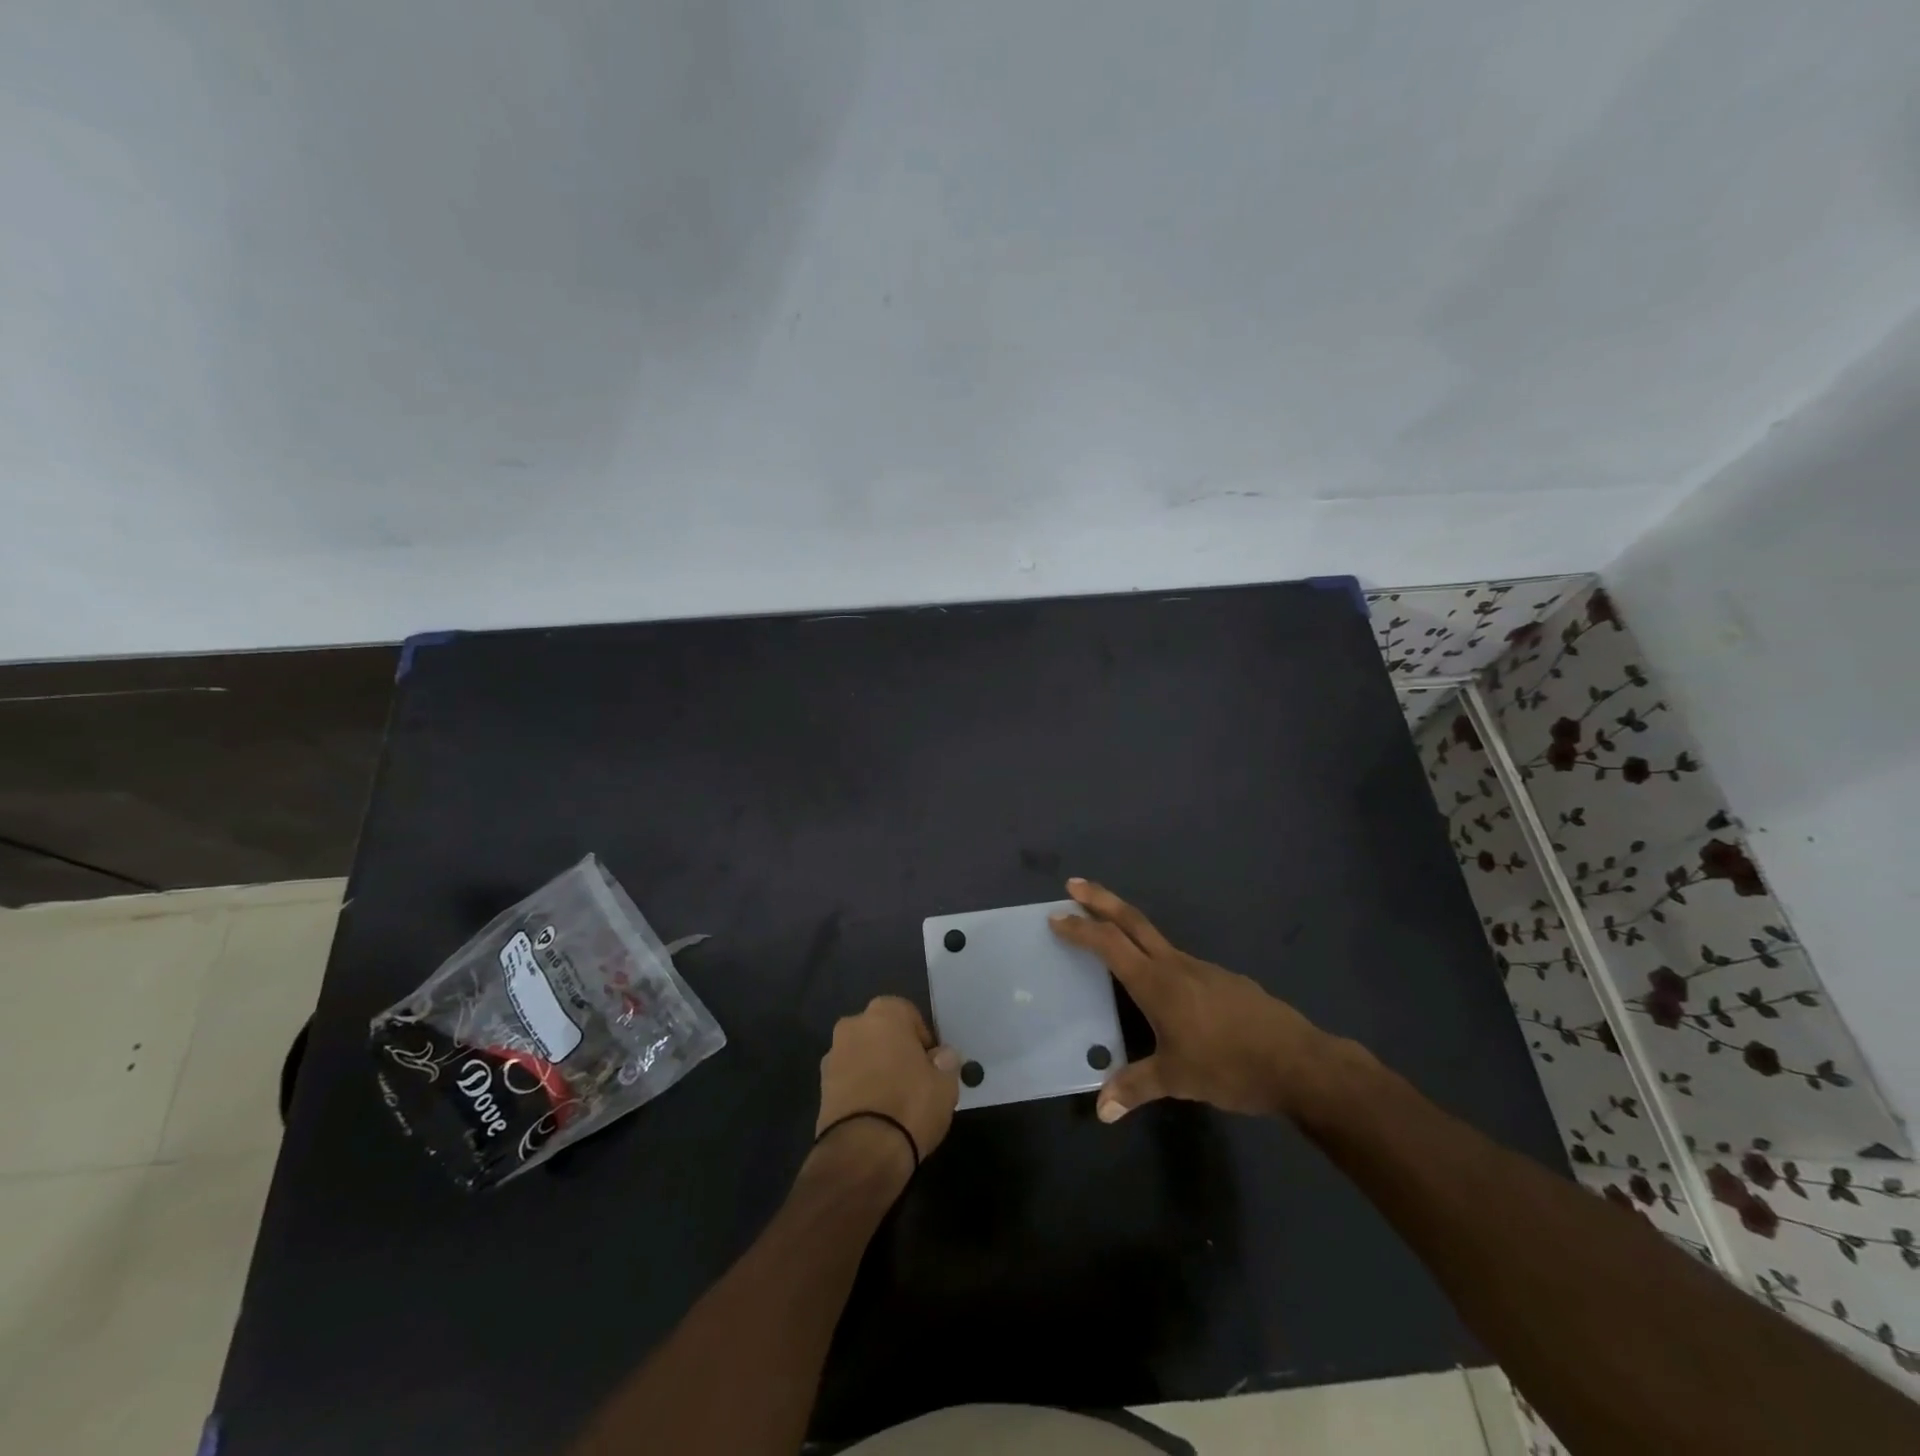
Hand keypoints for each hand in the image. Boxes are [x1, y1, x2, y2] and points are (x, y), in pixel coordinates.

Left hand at [813, 996, 961, 1178]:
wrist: (862, 1151)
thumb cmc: (910, 1104)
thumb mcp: (945, 1084)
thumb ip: (946, 1062)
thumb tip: (943, 1055)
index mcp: (884, 1013)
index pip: (909, 1014)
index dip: (922, 1039)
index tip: (931, 1064)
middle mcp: (853, 1025)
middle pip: (881, 1032)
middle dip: (895, 1050)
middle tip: (913, 1080)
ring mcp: (832, 1055)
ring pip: (862, 1055)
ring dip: (875, 1069)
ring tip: (893, 1101)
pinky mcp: (820, 1087)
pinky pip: (848, 1079)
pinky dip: (860, 1089)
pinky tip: (875, 1114)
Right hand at [1049, 879, 1358, 1122]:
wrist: (1298, 1062)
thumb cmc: (1229, 1066)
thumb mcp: (1177, 1079)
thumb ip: (1135, 1087)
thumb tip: (1101, 1110)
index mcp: (1157, 983)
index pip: (1109, 944)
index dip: (1080, 929)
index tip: (1056, 917)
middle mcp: (1176, 965)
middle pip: (1132, 921)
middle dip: (1100, 900)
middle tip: (1073, 885)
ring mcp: (1202, 968)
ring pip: (1155, 938)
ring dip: (1126, 927)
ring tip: (1109, 937)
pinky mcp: (1222, 979)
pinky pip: (1178, 960)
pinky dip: (1155, 956)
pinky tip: (1162, 985)